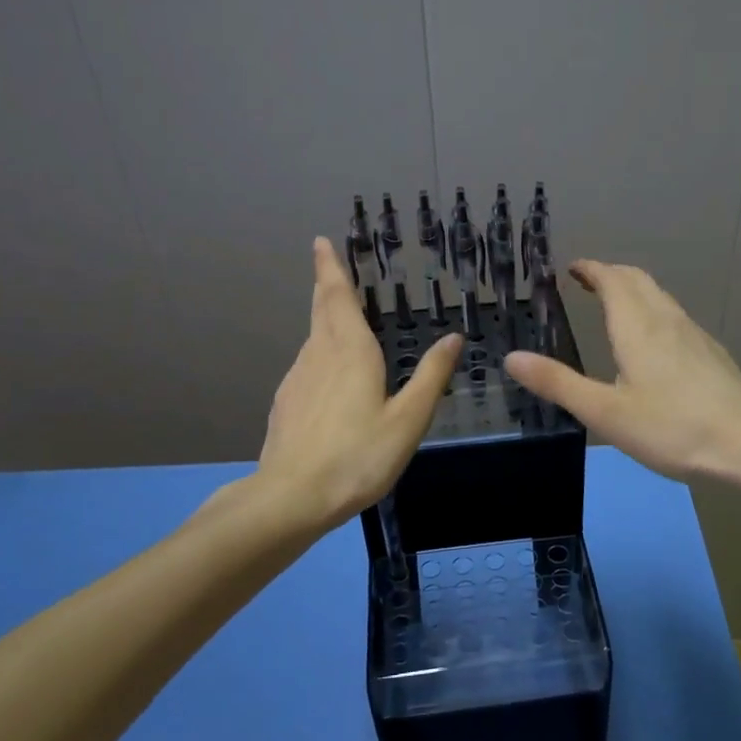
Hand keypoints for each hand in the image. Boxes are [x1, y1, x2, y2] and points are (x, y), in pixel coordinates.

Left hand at [255, 238, 461, 532]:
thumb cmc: (358, 456)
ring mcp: (297, 379)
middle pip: (320, 310)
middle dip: (325, 285)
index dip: (330, 268)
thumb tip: (454, 337)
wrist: (292, 498)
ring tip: (340, 317)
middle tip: (328, 265)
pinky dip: (320, 354)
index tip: (320, 242)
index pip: (337, 297)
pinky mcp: (286, 404)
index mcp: (350, 351)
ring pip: (313, 338)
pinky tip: (330, 376)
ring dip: (324, 319)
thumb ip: (431, 376)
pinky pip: (307, 365)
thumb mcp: (408, 419)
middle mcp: (319, 355)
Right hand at [503, 260, 740, 483]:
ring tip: (615, 304)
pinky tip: (654, 340)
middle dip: (611, 274)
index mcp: (637, 328)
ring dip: (633, 290)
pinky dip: (653, 309)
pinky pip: (674, 315)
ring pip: (659, 296)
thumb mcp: (605, 412)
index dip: (591, 269)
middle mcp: (666, 320)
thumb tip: (512, 358)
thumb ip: (558, 383)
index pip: (612, 280)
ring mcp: (693, 334)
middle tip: (587, 281)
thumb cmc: (670, 427)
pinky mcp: (711, 352)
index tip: (572, 268)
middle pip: (638, 280)